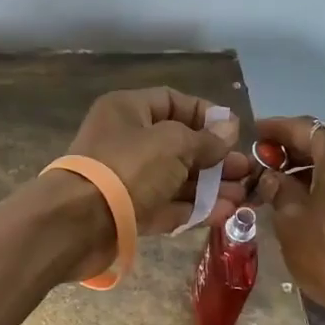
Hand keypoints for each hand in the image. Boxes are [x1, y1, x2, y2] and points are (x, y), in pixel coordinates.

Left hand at [67, 87, 251, 234]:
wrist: (77, 223)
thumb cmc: (127, 168)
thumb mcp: (173, 144)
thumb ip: (205, 139)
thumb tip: (230, 128)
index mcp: (128, 111)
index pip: (173, 102)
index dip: (206, 115)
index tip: (234, 133)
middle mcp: (127, 141)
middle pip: (179, 145)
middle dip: (215, 159)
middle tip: (247, 172)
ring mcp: (128, 180)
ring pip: (176, 179)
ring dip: (211, 187)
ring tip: (245, 197)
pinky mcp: (130, 213)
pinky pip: (167, 206)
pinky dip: (195, 209)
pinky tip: (226, 214)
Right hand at [257, 117, 324, 324]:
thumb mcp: (291, 220)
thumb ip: (278, 189)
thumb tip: (271, 175)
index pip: (300, 127)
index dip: (272, 130)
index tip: (251, 135)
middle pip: (323, 142)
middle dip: (291, 152)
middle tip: (262, 166)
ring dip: (311, 171)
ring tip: (281, 189)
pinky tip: (311, 206)